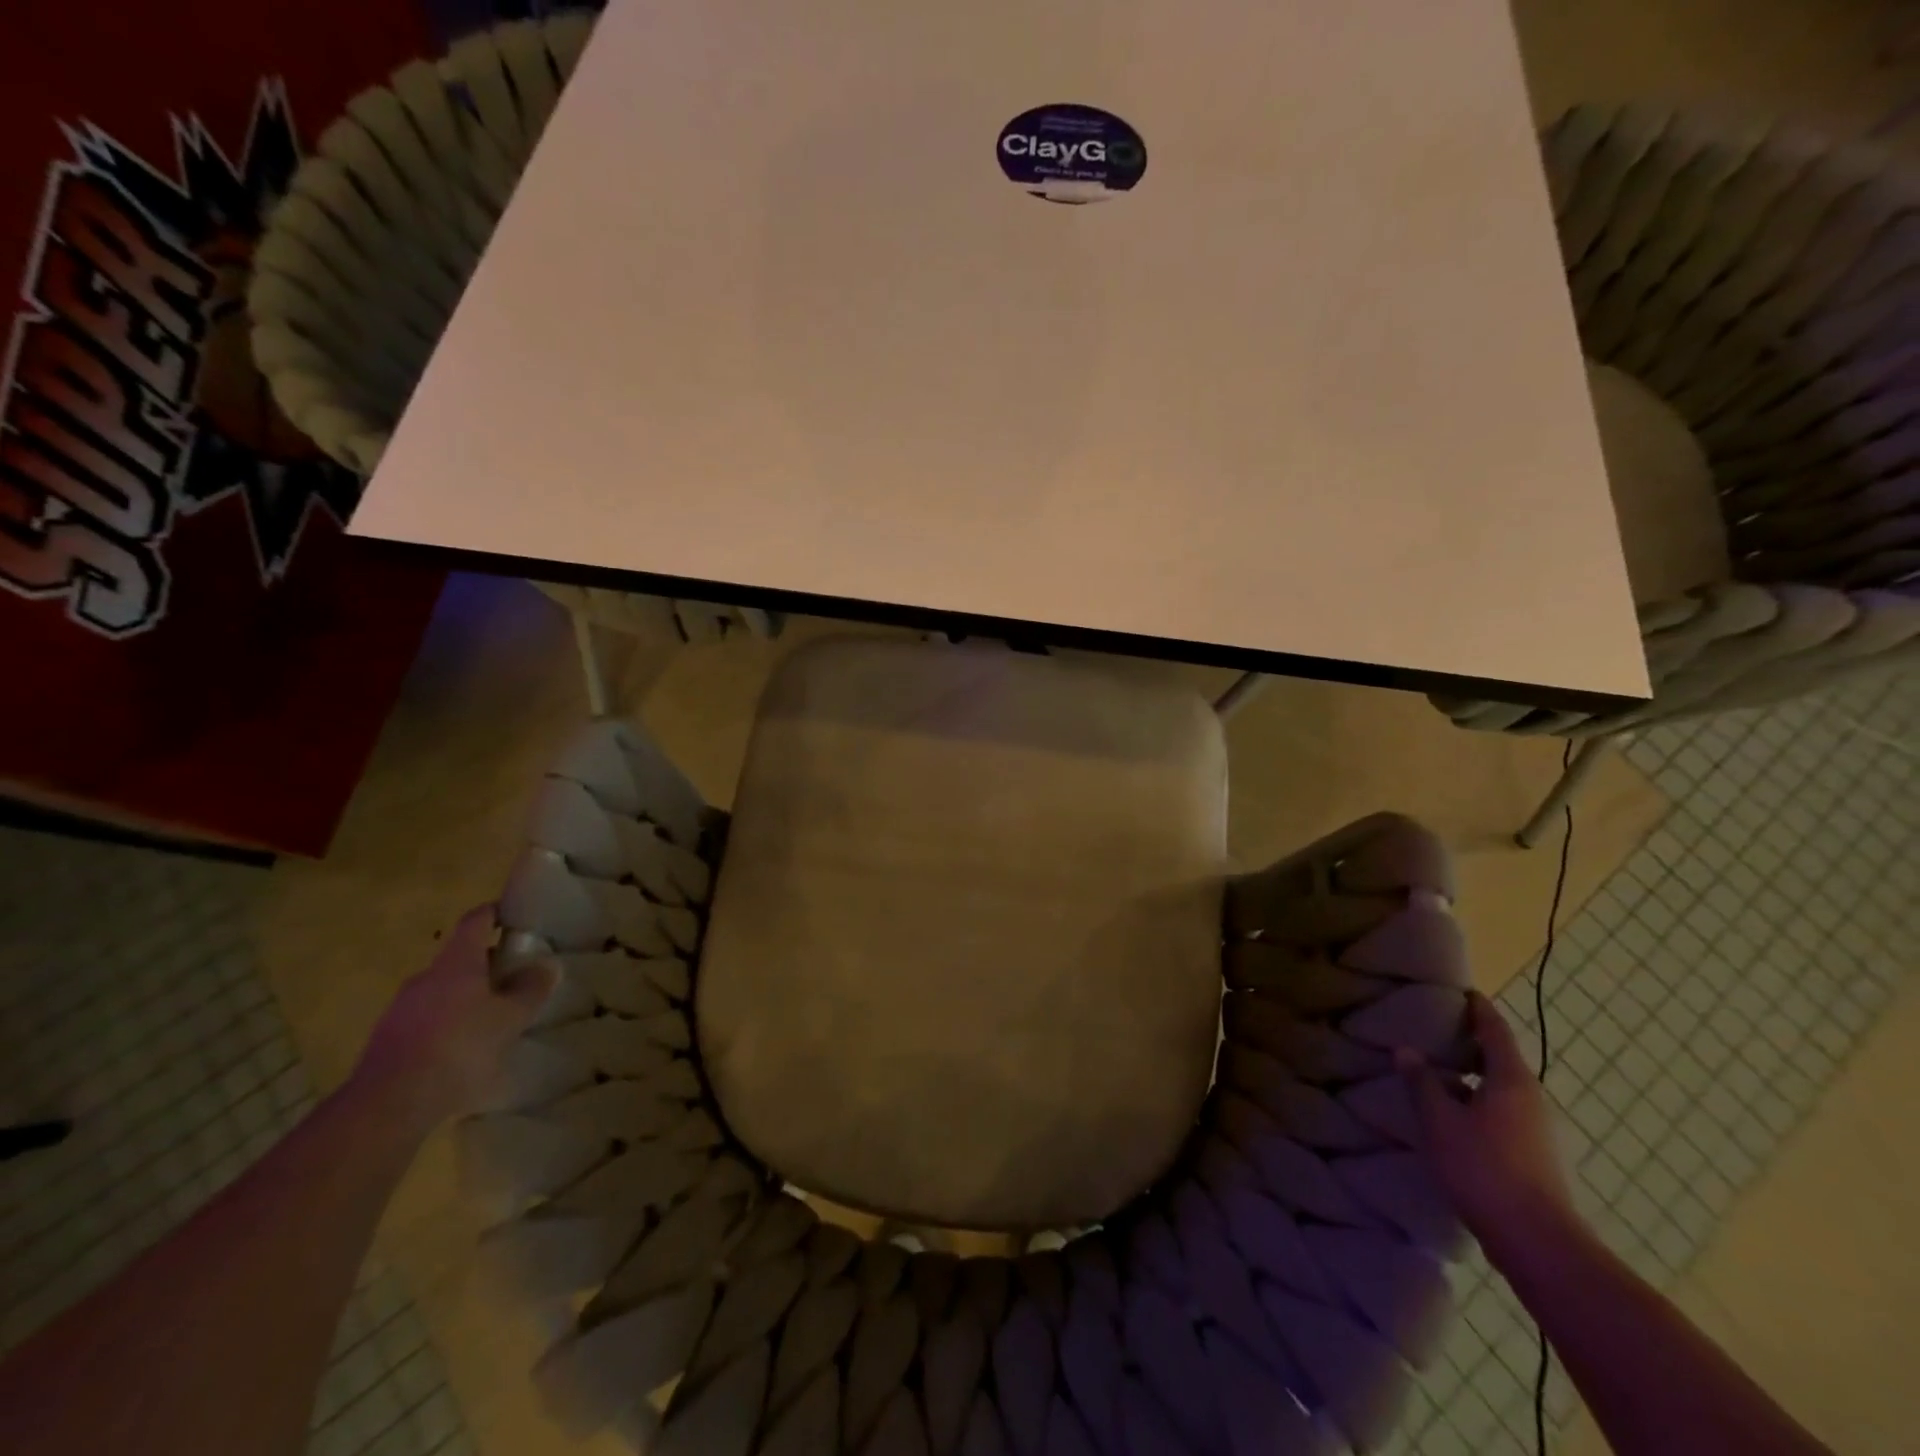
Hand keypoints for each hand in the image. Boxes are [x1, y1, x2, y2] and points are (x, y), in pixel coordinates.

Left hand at [352, 905, 556, 1133]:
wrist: (387, 1104)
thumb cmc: (459, 1048)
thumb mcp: (510, 1019)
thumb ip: (531, 989)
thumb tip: (547, 965)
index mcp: (455, 963)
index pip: (476, 921)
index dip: (496, 913)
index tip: (514, 916)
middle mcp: (425, 977)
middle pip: (460, 958)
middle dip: (488, 964)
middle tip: (516, 978)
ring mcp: (401, 1009)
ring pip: (442, 991)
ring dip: (468, 998)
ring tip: (494, 1020)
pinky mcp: (387, 1041)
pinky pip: (427, 1021)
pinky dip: (449, 1025)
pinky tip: (464, 1052)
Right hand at [1399, 990, 1578, 1265]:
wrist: (1538, 1244)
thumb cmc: (1485, 1169)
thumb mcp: (1440, 1121)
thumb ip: (1422, 1083)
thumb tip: (1407, 1050)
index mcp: (1512, 1081)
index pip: (1496, 1031)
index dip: (1480, 1009)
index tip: (1464, 992)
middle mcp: (1531, 1099)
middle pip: (1502, 1059)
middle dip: (1472, 1042)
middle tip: (1438, 1029)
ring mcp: (1537, 1130)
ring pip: (1501, 1089)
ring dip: (1473, 1076)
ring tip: (1437, 1072)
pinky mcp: (1534, 1156)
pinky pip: (1502, 1112)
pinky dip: (1478, 1101)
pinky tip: (1453, 1116)